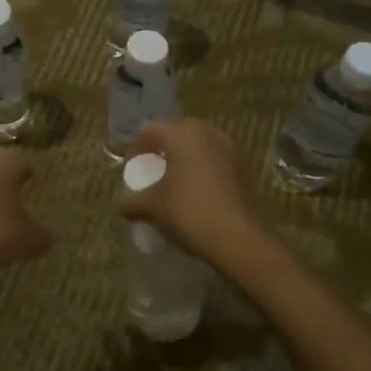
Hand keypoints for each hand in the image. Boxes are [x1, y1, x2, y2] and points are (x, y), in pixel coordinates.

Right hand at [122, 119, 268, 265]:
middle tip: (153, 174)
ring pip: (199, 148)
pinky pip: (216, 163)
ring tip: (175, 186)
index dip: (135, 149)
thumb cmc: (190, 212)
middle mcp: (208, 133)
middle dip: (162, 152)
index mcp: (182, 134)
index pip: (150, 131)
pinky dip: (203, 173)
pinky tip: (197, 196)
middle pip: (177, 135)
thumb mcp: (152, 208)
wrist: (241, 239)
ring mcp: (231, 150)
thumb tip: (124, 206)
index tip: (132, 171)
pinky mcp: (245, 170)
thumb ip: (133, 202)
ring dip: (185, 162)